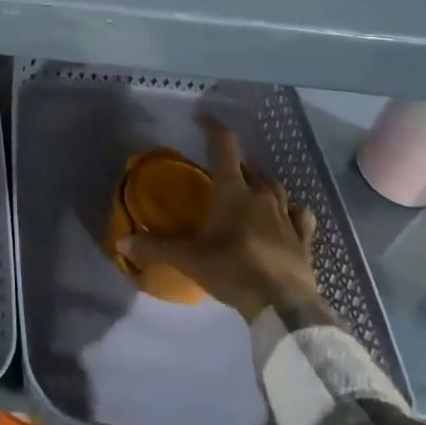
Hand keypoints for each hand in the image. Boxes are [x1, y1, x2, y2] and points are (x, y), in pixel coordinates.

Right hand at [118, 114, 320, 322]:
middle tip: (222, 169)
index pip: (224, 146)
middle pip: (250, 167)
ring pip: (275, 187)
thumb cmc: (232, 270)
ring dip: (262, 183)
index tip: (203, 119)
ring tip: (252, 189)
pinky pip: (300, 215)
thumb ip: (155, 248)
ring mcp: (286, 216)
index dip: (213, 128)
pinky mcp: (303, 239)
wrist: (283, 305)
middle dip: (236, 163)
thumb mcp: (188, 259)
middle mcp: (261, 195)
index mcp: (232, 190)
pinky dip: (292, 210)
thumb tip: (121, 243)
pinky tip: (290, 214)